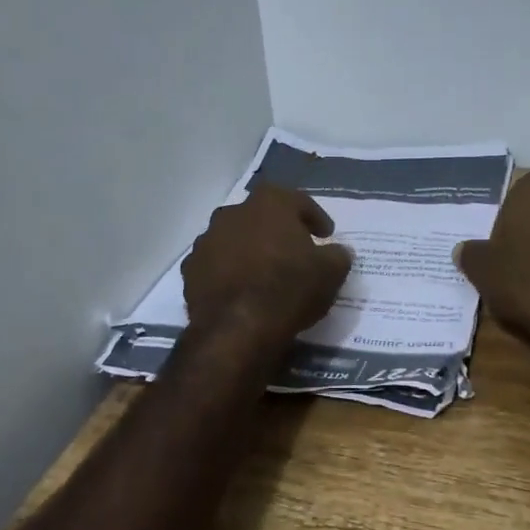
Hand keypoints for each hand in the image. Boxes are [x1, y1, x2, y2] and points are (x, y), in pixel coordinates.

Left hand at [182, 185, 354, 341]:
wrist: (238, 328)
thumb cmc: (290, 288)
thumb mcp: (330, 272)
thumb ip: (337, 255)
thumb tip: (338, 251)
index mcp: (269, 203)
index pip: (298, 201)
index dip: (314, 218)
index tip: (325, 235)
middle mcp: (234, 212)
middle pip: (261, 216)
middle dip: (277, 230)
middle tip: (294, 251)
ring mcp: (207, 240)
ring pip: (235, 239)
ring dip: (249, 250)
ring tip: (265, 273)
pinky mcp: (190, 270)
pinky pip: (216, 265)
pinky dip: (229, 273)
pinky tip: (241, 291)